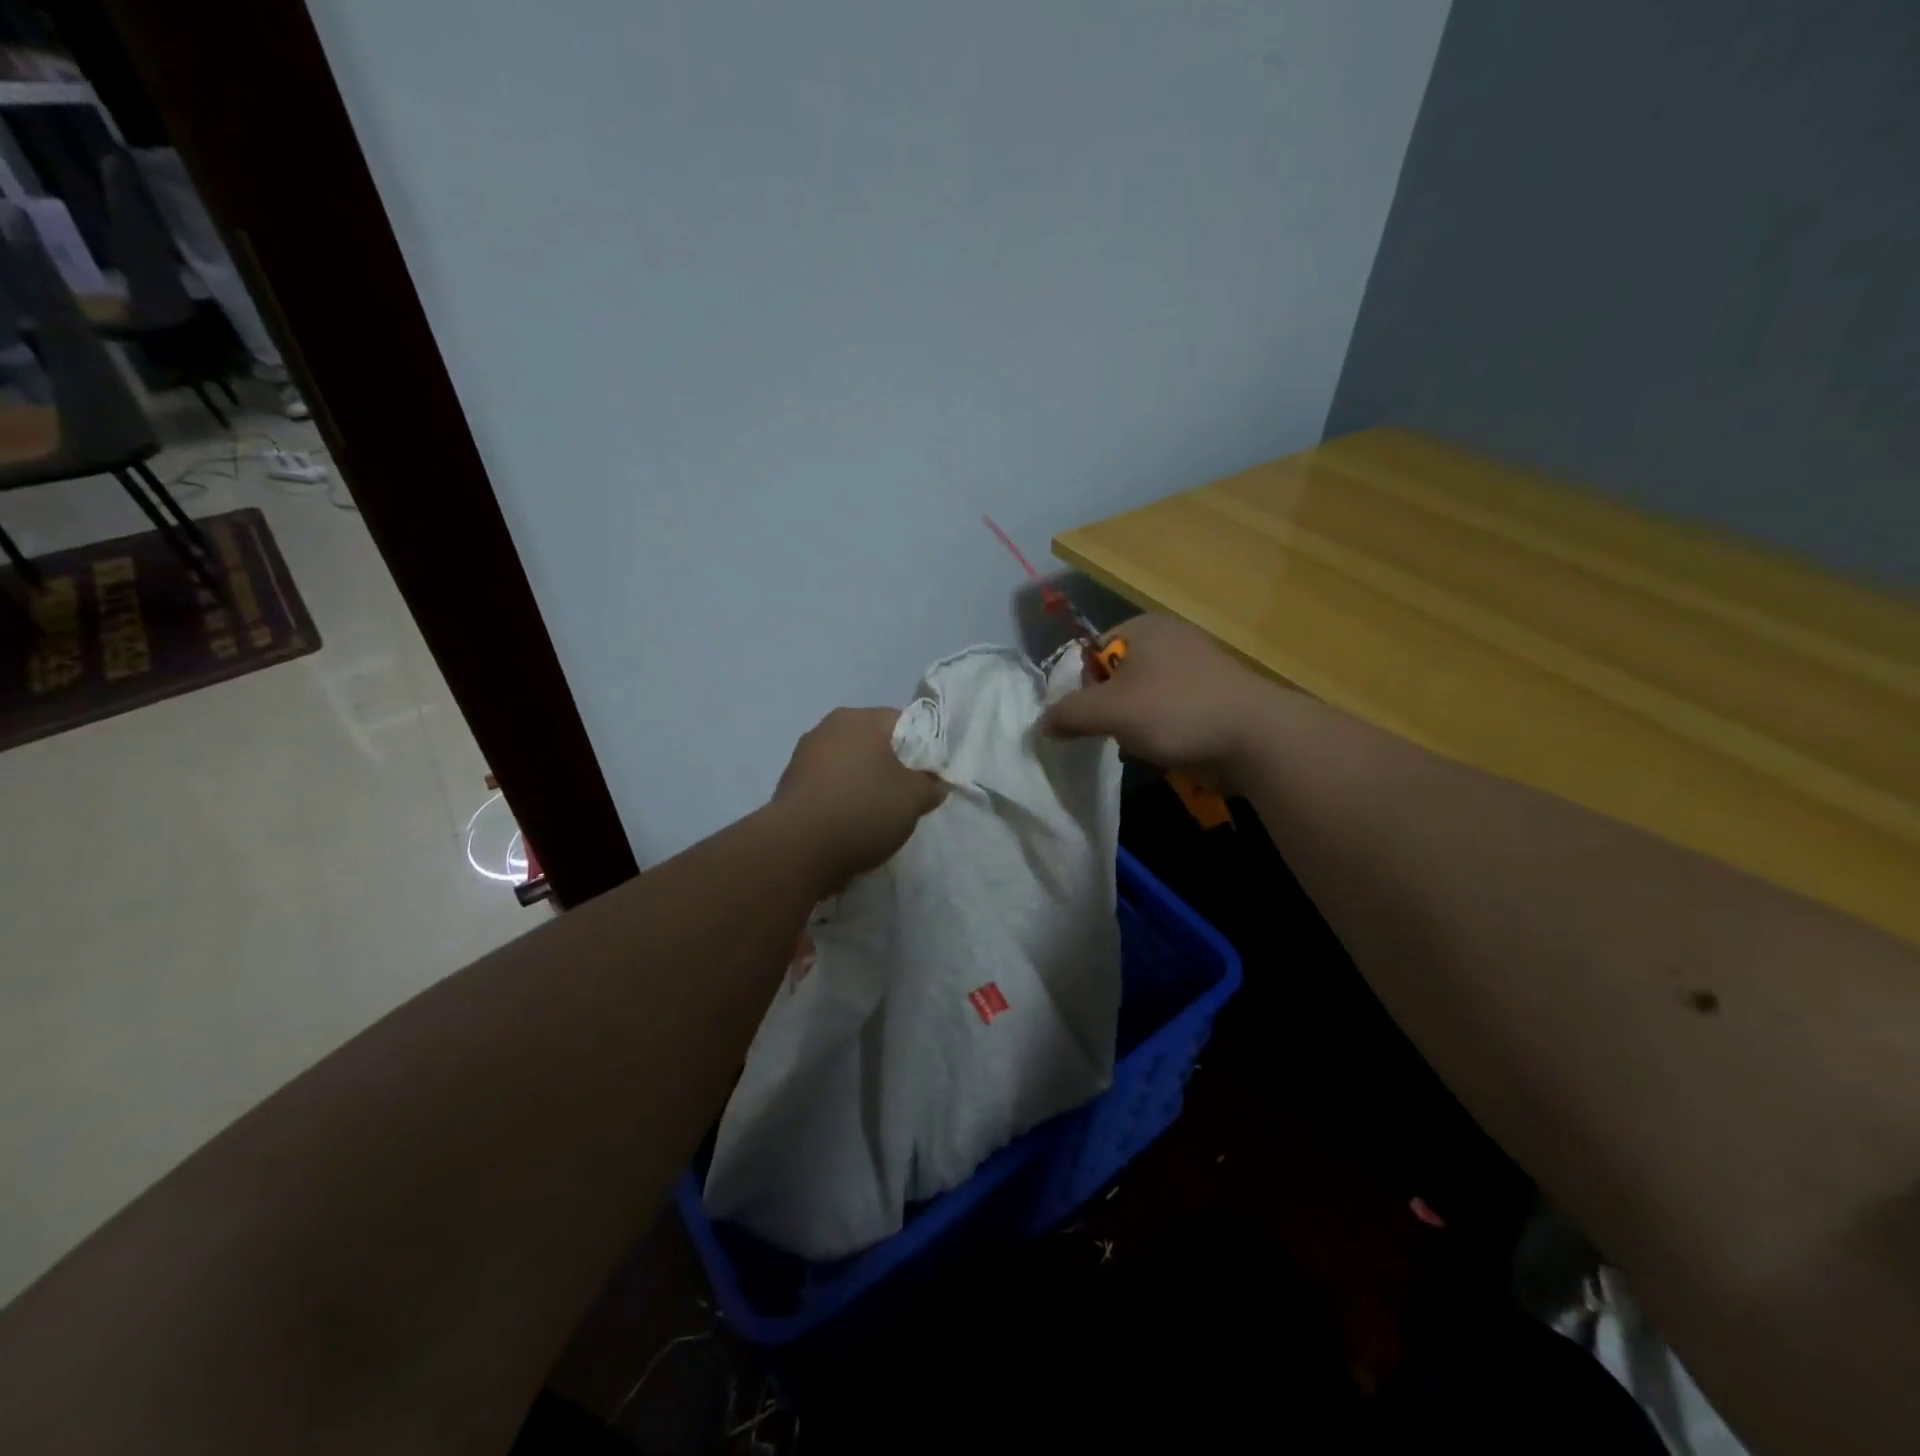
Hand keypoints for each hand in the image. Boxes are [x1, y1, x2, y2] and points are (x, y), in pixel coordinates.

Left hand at [773, 707, 946, 889]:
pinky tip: (848, 823)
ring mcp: (803, 755)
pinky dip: (840, 798)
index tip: (928, 777)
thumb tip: (934, 784)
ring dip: (863, 782)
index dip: (923, 749)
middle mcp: (828, 727)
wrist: (797, 848)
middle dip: (891, 766)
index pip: (904, 723)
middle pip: (873, 742)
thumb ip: (931, 786)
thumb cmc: (864, 809)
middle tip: (905, 796)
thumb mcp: (914, 799)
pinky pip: (827, 785)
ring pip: (848, 764)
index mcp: (861, 719)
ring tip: (876, 815)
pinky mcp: (789, 784)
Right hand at [1041, 614, 1275, 781]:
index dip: (1082, 688)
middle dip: (1110, 712)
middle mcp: (1168, 639)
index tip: (1089, 718)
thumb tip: (1042, 724)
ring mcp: (1193, 667)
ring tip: (1142, 745)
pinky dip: (1160, 731)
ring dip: (1133, 727)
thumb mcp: (1111, 712)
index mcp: (1143, 628)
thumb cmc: (1176, 712)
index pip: (1091, 654)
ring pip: (1140, 700)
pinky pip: (1167, 711)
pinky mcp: (1210, 695)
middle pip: (1114, 679)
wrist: (1255, 738)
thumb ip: (1069, 714)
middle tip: (1115, 734)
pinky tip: (1165, 749)